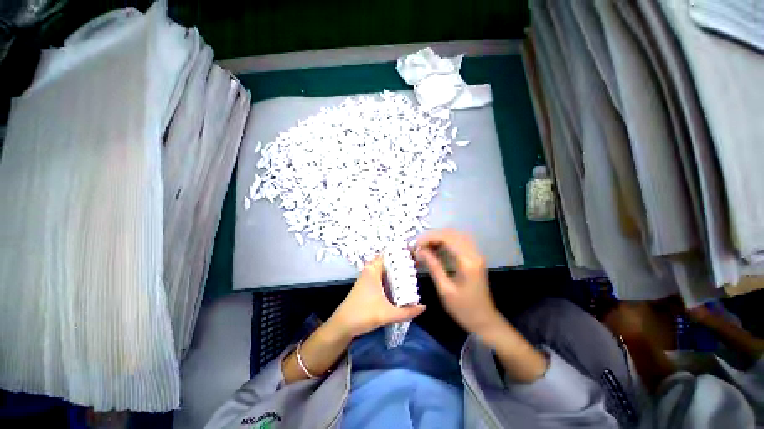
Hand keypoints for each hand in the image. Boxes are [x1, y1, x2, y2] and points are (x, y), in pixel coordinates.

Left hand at [329, 256, 424, 338]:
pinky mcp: (367, 286)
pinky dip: (390, 279)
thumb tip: (424, 308)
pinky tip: (399, 286)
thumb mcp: (387, 314)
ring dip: (395, 272)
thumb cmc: (363, 314)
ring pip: (384, 271)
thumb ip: (407, 312)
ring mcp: (367, 279)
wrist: (342, 325)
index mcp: (373, 271)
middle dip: (400, 263)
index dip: (400, 253)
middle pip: (387, 262)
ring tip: (411, 274)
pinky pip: (381, 278)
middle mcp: (370, 271)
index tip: (413, 254)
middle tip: (416, 266)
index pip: (387, 255)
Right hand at [415, 229, 500, 334]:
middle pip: (452, 233)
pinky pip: (459, 242)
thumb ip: (433, 266)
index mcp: (467, 262)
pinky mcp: (474, 258)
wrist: (485, 321)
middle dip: (433, 235)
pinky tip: (436, 248)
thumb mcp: (445, 289)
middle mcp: (473, 253)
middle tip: (418, 244)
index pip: (447, 238)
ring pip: (456, 235)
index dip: (429, 237)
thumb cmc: (463, 309)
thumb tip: (419, 251)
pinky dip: (446, 241)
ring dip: (439, 237)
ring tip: (425, 245)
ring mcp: (476, 255)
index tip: (415, 244)